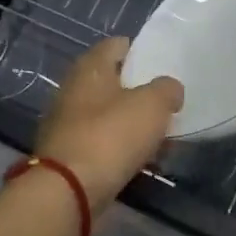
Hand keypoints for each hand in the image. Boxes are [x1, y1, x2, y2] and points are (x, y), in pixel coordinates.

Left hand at [35, 38, 183, 211]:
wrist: (68, 191)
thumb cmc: (111, 135)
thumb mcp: (153, 105)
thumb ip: (167, 89)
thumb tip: (169, 90)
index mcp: (90, 67)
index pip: (117, 45)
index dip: (140, 51)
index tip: (162, 66)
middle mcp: (73, 89)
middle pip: (112, 81)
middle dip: (138, 91)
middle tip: (165, 103)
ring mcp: (66, 123)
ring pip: (107, 114)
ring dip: (130, 123)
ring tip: (159, 135)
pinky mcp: (68, 154)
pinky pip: (101, 142)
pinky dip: (119, 147)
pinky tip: (140, 159)